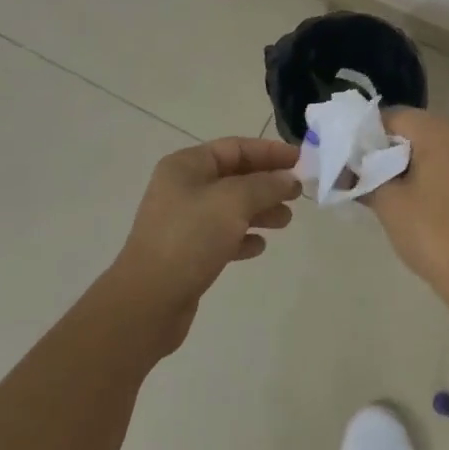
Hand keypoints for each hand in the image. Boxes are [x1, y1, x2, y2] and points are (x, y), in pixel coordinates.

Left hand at [108, 136, 300, 352]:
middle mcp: (182, 188)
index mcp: (186, 166)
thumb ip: (265, 186)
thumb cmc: (190, 238)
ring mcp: (182, 221)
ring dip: (259, 211)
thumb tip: (289, 179)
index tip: (300, 160)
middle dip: (267, 183)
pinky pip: (221, 236)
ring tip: (285, 221)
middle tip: (297, 194)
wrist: (148, 301)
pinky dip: (242, 237)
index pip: (235, 147)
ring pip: (230, 208)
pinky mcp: (186, 253)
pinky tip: (259, 247)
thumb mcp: (233, 202)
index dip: (269, 151)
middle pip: (234, 177)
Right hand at [364, 109, 448, 323]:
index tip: (350, 158)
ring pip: (433, 145)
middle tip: (363, 173)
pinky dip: (430, 170)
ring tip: (386, 186)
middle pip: (415, 128)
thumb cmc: (433, 233)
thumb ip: (364, 177)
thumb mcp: (389, 204)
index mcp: (442, 133)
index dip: (367, 134)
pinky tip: (414, 195)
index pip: (395, 117)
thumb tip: (346, 170)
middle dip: (387, 147)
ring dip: (408, 160)